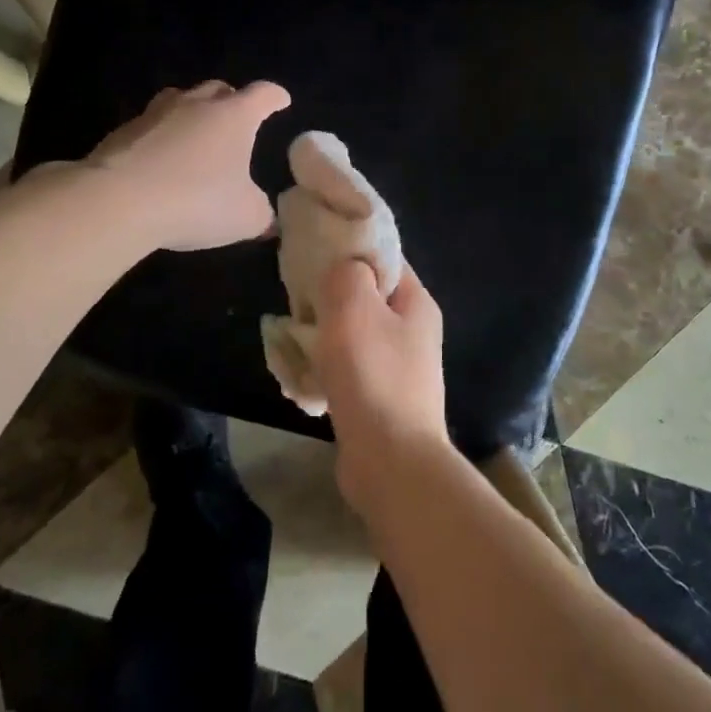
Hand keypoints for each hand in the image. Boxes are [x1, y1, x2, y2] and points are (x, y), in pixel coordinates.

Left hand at [85, 80, 290, 251]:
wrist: (118, 201)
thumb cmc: (196, 201)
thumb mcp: (245, 217)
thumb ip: (262, 214)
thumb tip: (268, 220)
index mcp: (234, 116)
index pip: (263, 95)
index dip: (275, 97)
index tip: (281, 101)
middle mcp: (196, 104)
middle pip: (219, 89)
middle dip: (232, 100)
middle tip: (237, 119)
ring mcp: (155, 113)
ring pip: (180, 99)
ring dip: (192, 111)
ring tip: (196, 132)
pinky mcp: (122, 131)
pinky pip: (150, 125)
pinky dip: (161, 136)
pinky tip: (160, 160)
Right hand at [313, 260, 449, 512]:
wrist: (391, 462)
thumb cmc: (373, 375)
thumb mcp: (354, 306)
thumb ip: (346, 273)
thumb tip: (342, 269)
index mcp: (416, 302)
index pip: (385, 257)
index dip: (350, 249)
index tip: (314, 253)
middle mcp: (413, 331)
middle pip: (366, 296)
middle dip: (330, 295)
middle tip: (298, 297)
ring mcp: (398, 367)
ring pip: (353, 334)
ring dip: (323, 334)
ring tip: (294, 337)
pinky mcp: (380, 398)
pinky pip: (348, 369)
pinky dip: (325, 368)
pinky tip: (302, 375)